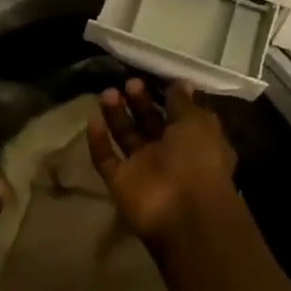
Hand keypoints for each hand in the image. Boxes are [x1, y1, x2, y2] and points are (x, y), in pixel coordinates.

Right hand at [86, 78, 241, 247]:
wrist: (183, 213)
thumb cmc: (198, 161)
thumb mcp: (197, 124)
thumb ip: (183, 102)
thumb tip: (180, 83)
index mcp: (194, 142)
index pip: (178, 116)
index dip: (166, 97)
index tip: (153, 77)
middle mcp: (168, 155)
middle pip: (149, 123)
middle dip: (139, 102)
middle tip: (129, 83)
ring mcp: (142, 170)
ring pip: (126, 137)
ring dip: (116, 115)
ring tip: (108, 92)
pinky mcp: (119, 183)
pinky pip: (105, 159)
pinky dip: (98, 140)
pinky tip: (92, 118)